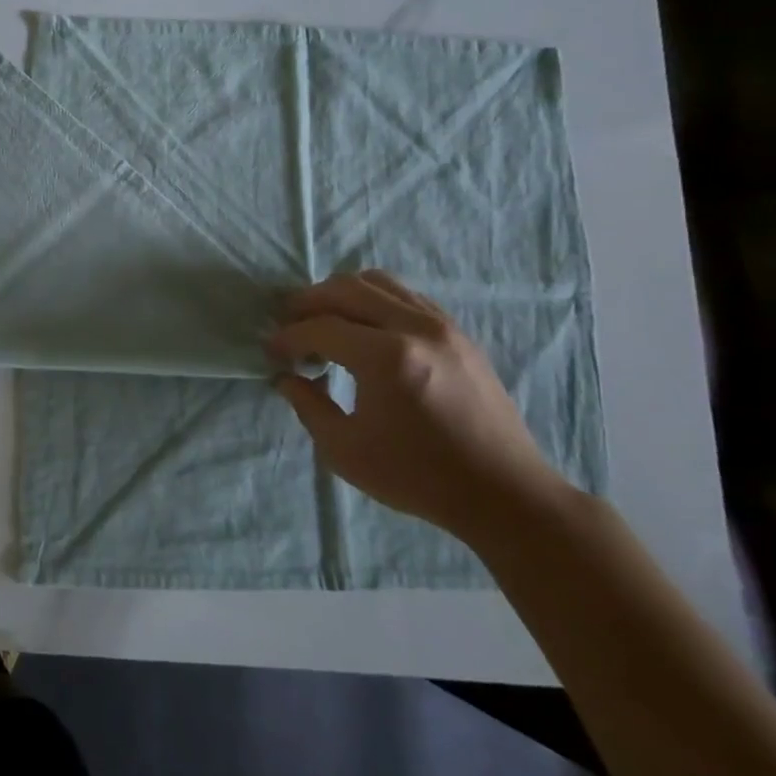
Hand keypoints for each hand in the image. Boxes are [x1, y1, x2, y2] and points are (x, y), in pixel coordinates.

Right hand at [267, 271, 566, 541]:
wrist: (504, 493)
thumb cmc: (418, 477)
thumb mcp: (345, 451)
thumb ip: (307, 406)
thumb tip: (287, 376)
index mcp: (386, 358)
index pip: (320, 328)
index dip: (288, 337)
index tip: (271, 352)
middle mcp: (415, 328)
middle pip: (345, 289)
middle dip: (307, 302)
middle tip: (288, 324)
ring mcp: (442, 325)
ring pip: (377, 282)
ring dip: (340, 294)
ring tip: (323, 320)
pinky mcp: (458, 332)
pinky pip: (405, 295)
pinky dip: (374, 300)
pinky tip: (363, 328)